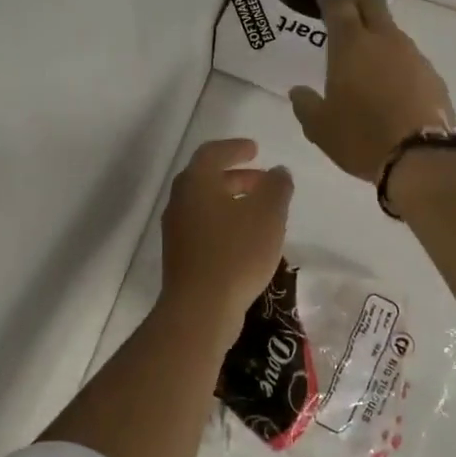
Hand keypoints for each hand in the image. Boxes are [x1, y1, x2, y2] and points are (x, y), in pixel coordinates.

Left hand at [160, 138, 293, 328]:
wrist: (200, 308)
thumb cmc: (236, 253)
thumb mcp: (268, 215)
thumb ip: (276, 187)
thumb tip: (279, 172)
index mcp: (196, 182)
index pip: (213, 153)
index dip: (235, 148)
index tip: (255, 150)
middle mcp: (180, 201)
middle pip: (207, 179)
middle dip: (237, 177)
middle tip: (263, 181)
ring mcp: (176, 230)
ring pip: (206, 205)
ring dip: (232, 201)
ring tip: (261, 211)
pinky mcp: (180, 256)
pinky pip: (204, 228)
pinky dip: (225, 223)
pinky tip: (247, 240)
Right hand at [289, 0, 454, 181]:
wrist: (420, 156)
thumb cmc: (361, 137)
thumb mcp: (320, 128)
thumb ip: (305, 105)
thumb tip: (298, 92)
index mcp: (351, 45)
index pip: (339, 5)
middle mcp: (384, 40)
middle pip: (372, 3)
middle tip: (345, 5)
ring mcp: (413, 55)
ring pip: (392, 31)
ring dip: (377, 33)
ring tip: (365, 54)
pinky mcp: (432, 75)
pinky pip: (409, 58)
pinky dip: (395, 61)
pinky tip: (390, 83)